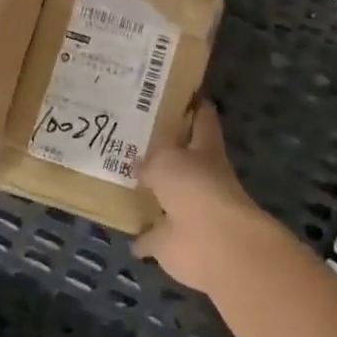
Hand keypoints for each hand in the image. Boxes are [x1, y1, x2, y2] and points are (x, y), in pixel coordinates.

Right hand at [137, 100, 280, 295]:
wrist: (213, 243)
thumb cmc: (195, 187)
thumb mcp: (166, 159)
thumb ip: (151, 159)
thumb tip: (139, 165)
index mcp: (205, 150)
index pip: (202, 120)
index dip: (193, 106)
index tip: (178, 93)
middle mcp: (199, 178)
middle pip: (181, 159)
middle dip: (162, 151)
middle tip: (132, 136)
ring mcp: (187, 211)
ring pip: (166, 197)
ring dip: (151, 192)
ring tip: (122, 178)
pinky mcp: (173, 242)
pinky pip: (153, 235)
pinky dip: (141, 235)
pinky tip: (124, 228)